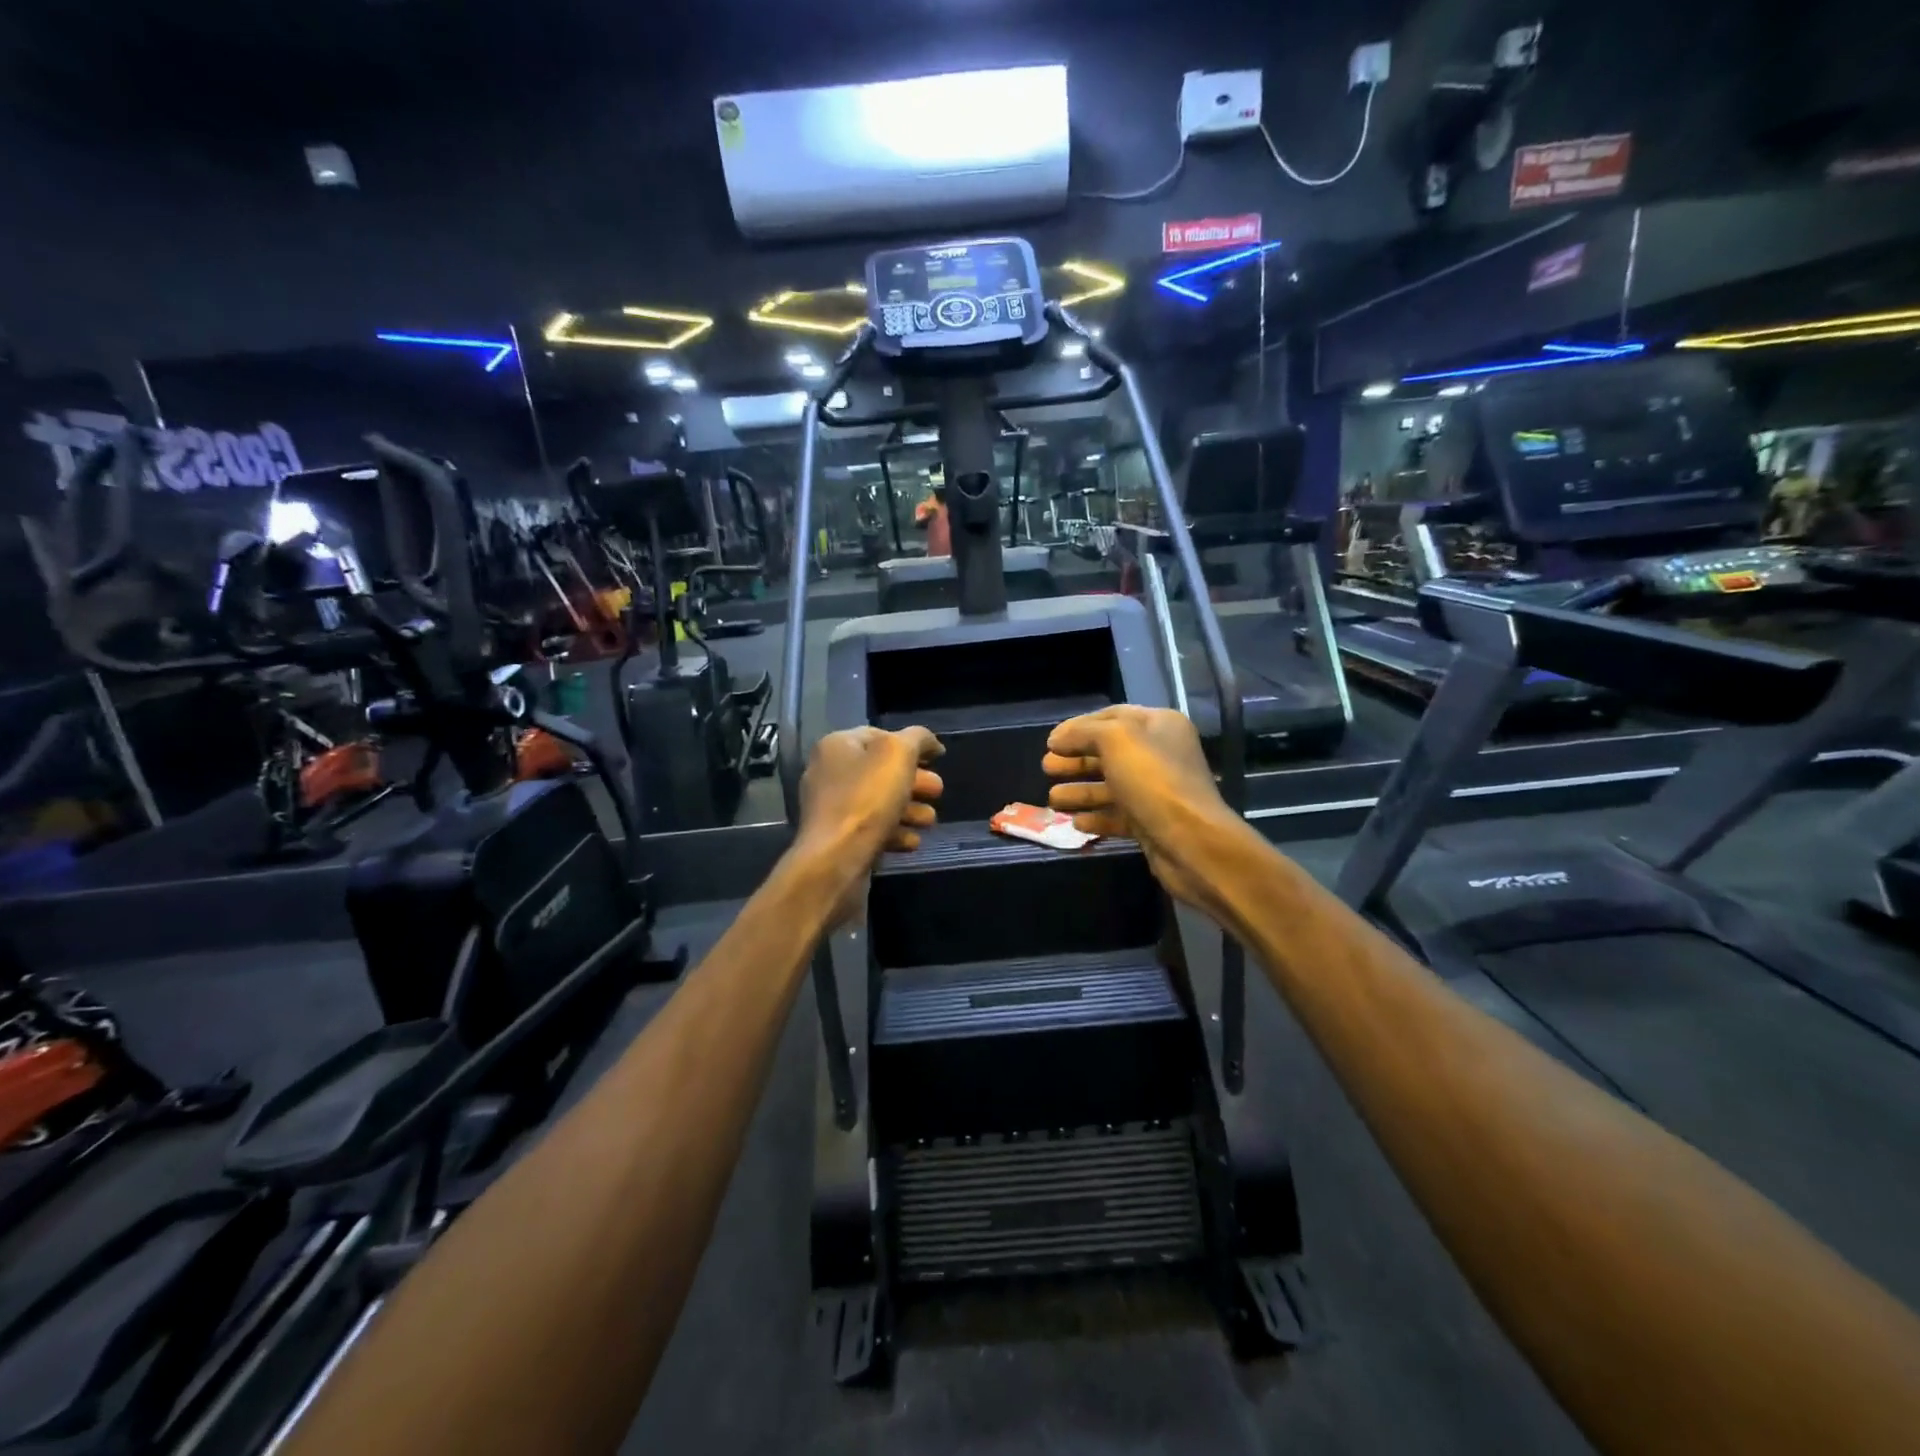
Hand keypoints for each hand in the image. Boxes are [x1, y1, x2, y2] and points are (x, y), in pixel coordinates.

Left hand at [794, 726, 944, 923]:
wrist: (835, 861)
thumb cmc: (867, 800)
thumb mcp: (898, 754)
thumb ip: (917, 738)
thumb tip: (930, 742)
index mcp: (837, 746)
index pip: (880, 735)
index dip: (911, 744)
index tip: (937, 759)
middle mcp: (829, 773)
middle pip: (881, 771)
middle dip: (915, 781)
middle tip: (938, 791)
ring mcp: (831, 809)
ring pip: (879, 803)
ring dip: (909, 810)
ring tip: (929, 821)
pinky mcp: (838, 840)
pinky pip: (871, 829)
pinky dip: (894, 833)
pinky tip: (911, 842)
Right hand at [1043, 706, 1245, 915]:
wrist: (1190, 841)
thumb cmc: (1153, 780)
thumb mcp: (1115, 740)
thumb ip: (1083, 732)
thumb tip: (1058, 738)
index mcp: (1159, 725)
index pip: (1112, 717)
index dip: (1078, 727)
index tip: (1051, 741)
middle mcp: (1160, 754)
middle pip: (1108, 752)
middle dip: (1075, 760)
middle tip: (1046, 768)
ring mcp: (1156, 791)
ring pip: (1110, 786)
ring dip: (1080, 790)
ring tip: (1052, 799)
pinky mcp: (1151, 822)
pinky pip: (1117, 815)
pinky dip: (1096, 816)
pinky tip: (1075, 822)